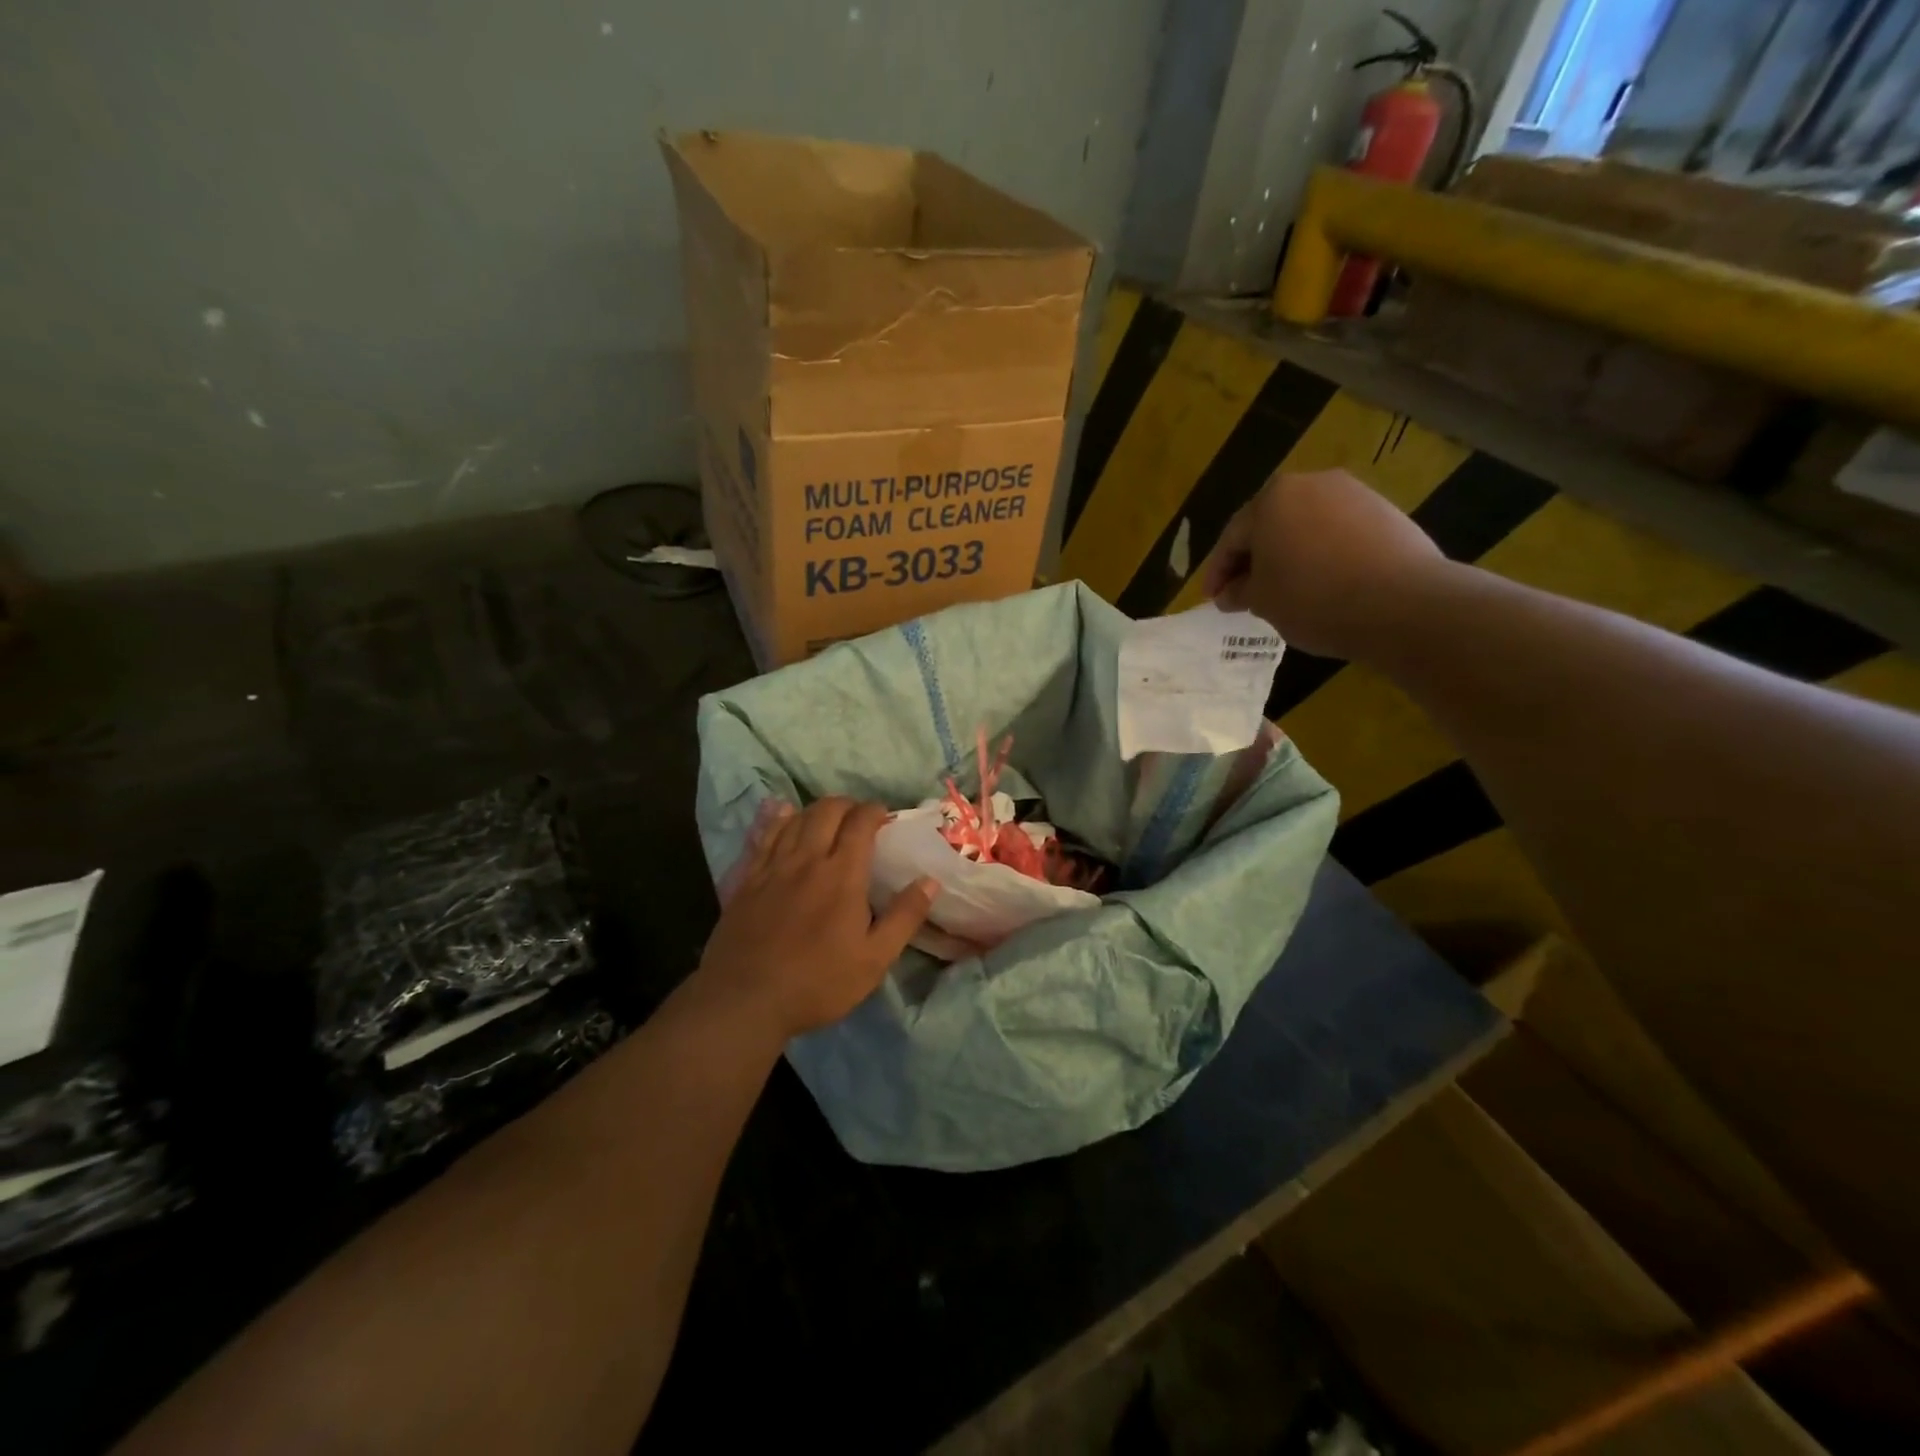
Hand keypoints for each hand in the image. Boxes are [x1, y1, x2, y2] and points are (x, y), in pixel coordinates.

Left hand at [698, 797, 936, 1043]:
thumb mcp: (874, 959)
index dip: (874, 811)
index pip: (860, 824)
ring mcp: (773, 867)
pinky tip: (784, 814)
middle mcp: (807, 860)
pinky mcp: (747, 879)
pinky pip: (764, 835)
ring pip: (795, 818)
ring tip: (828, 817)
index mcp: (842, 875)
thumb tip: (930, 881)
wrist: (745, 1000)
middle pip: (826, 812)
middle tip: (858, 817)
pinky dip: (779, 819)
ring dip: (816, 810)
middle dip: (847, 805)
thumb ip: (904, 917)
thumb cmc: (817, 983)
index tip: (884, 816)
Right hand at [1200, 469, 1446, 658]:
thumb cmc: (1313, 599)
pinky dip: (1322, 555)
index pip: (1232, 538)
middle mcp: (1311, 484)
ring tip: (1285, 590)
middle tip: (1243, 593)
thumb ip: (1240, 591)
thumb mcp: (1262, 601)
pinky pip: (1338, 533)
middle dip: (1254, 559)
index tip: (1212, 599)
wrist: (1402, 603)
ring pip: (1305, 527)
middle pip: (1270, 525)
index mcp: (1271, 500)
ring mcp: (1353, 494)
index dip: (1218, 572)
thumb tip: (1230, 592)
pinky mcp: (1385, 512)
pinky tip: (1323, 583)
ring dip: (1289, 555)